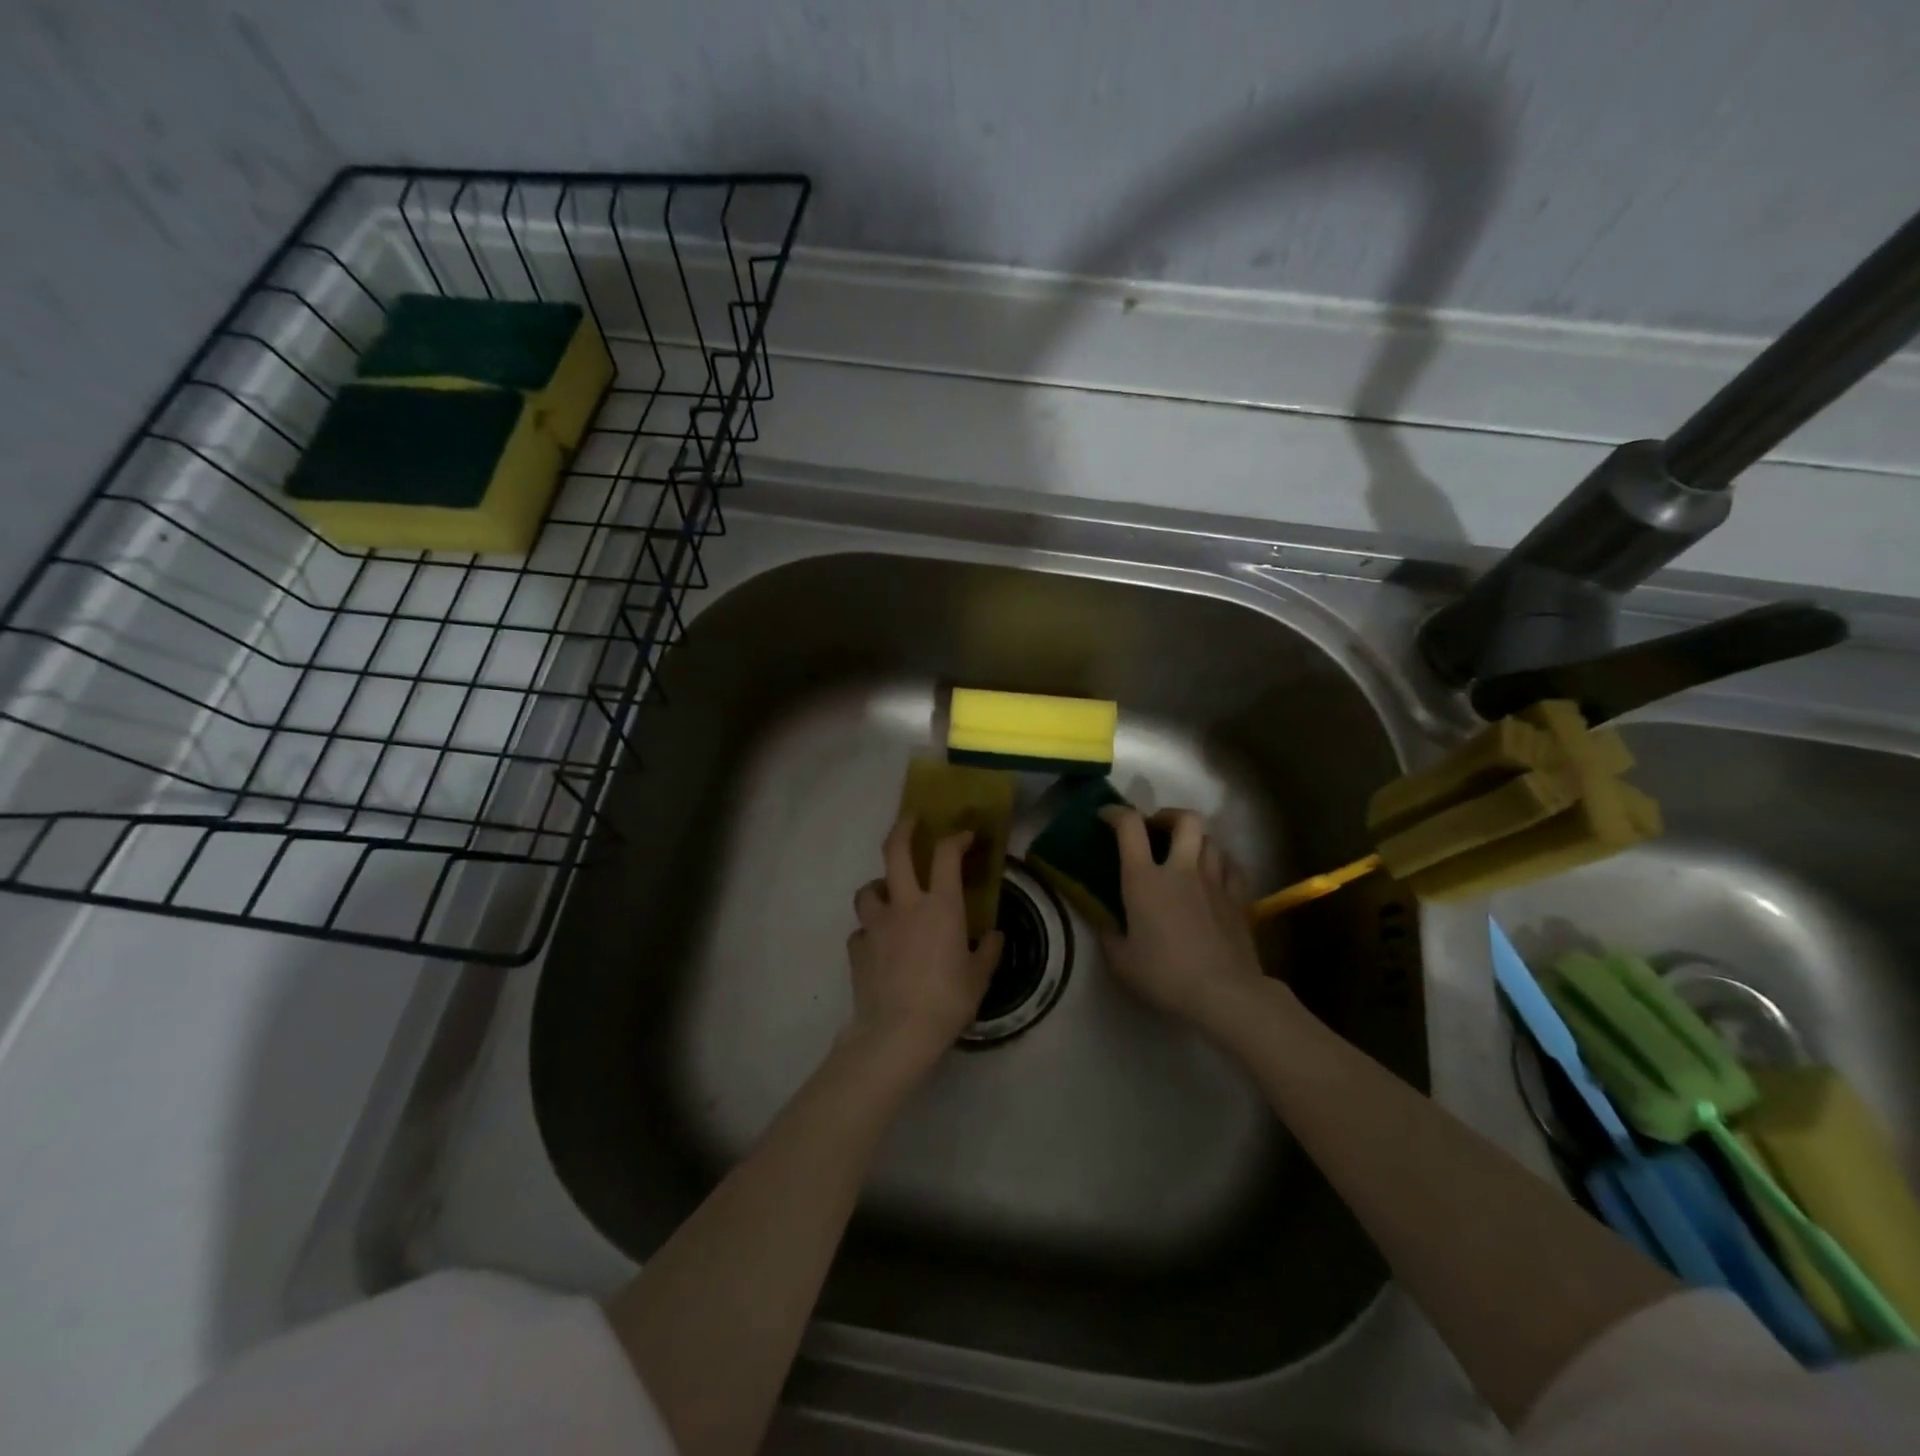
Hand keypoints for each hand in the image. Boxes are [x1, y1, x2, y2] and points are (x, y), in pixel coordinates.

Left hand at [847, 817, 1003, 1067]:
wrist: (897, 1033)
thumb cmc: (946, 1001)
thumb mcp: (979, 978)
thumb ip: (989, 952)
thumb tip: (995, 936)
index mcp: (941, 907)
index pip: (946, 855)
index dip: (956, 837)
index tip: (964, 835)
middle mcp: (905, 905)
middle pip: (895, 851)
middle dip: (902, 829)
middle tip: (910, 820)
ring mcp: (876, 925)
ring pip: (867, 889)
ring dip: (878, 887)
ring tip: (888, 895)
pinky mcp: (857, 948)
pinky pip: (861, 931)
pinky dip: (869, 932)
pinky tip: (878, 946)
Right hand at [1100, 807, 1267, 1032]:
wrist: (1224, 994)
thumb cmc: (1165, 975)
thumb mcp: (1121, 961)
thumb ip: (1109, 935)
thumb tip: (1105, 922)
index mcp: (1145, 879)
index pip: (1130, 826)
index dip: (1116, 813)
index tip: (1106, 816)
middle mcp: (1181, 869)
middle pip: (1185, 820)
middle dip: (1168, 816)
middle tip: (1156, 829)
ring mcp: (1215, 881)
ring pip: (1211, 840)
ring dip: (1195, 840)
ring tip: (1185, 853)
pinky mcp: (1239, 898)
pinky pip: (1231, 865)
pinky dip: (1220, 861)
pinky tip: (1214, 873)